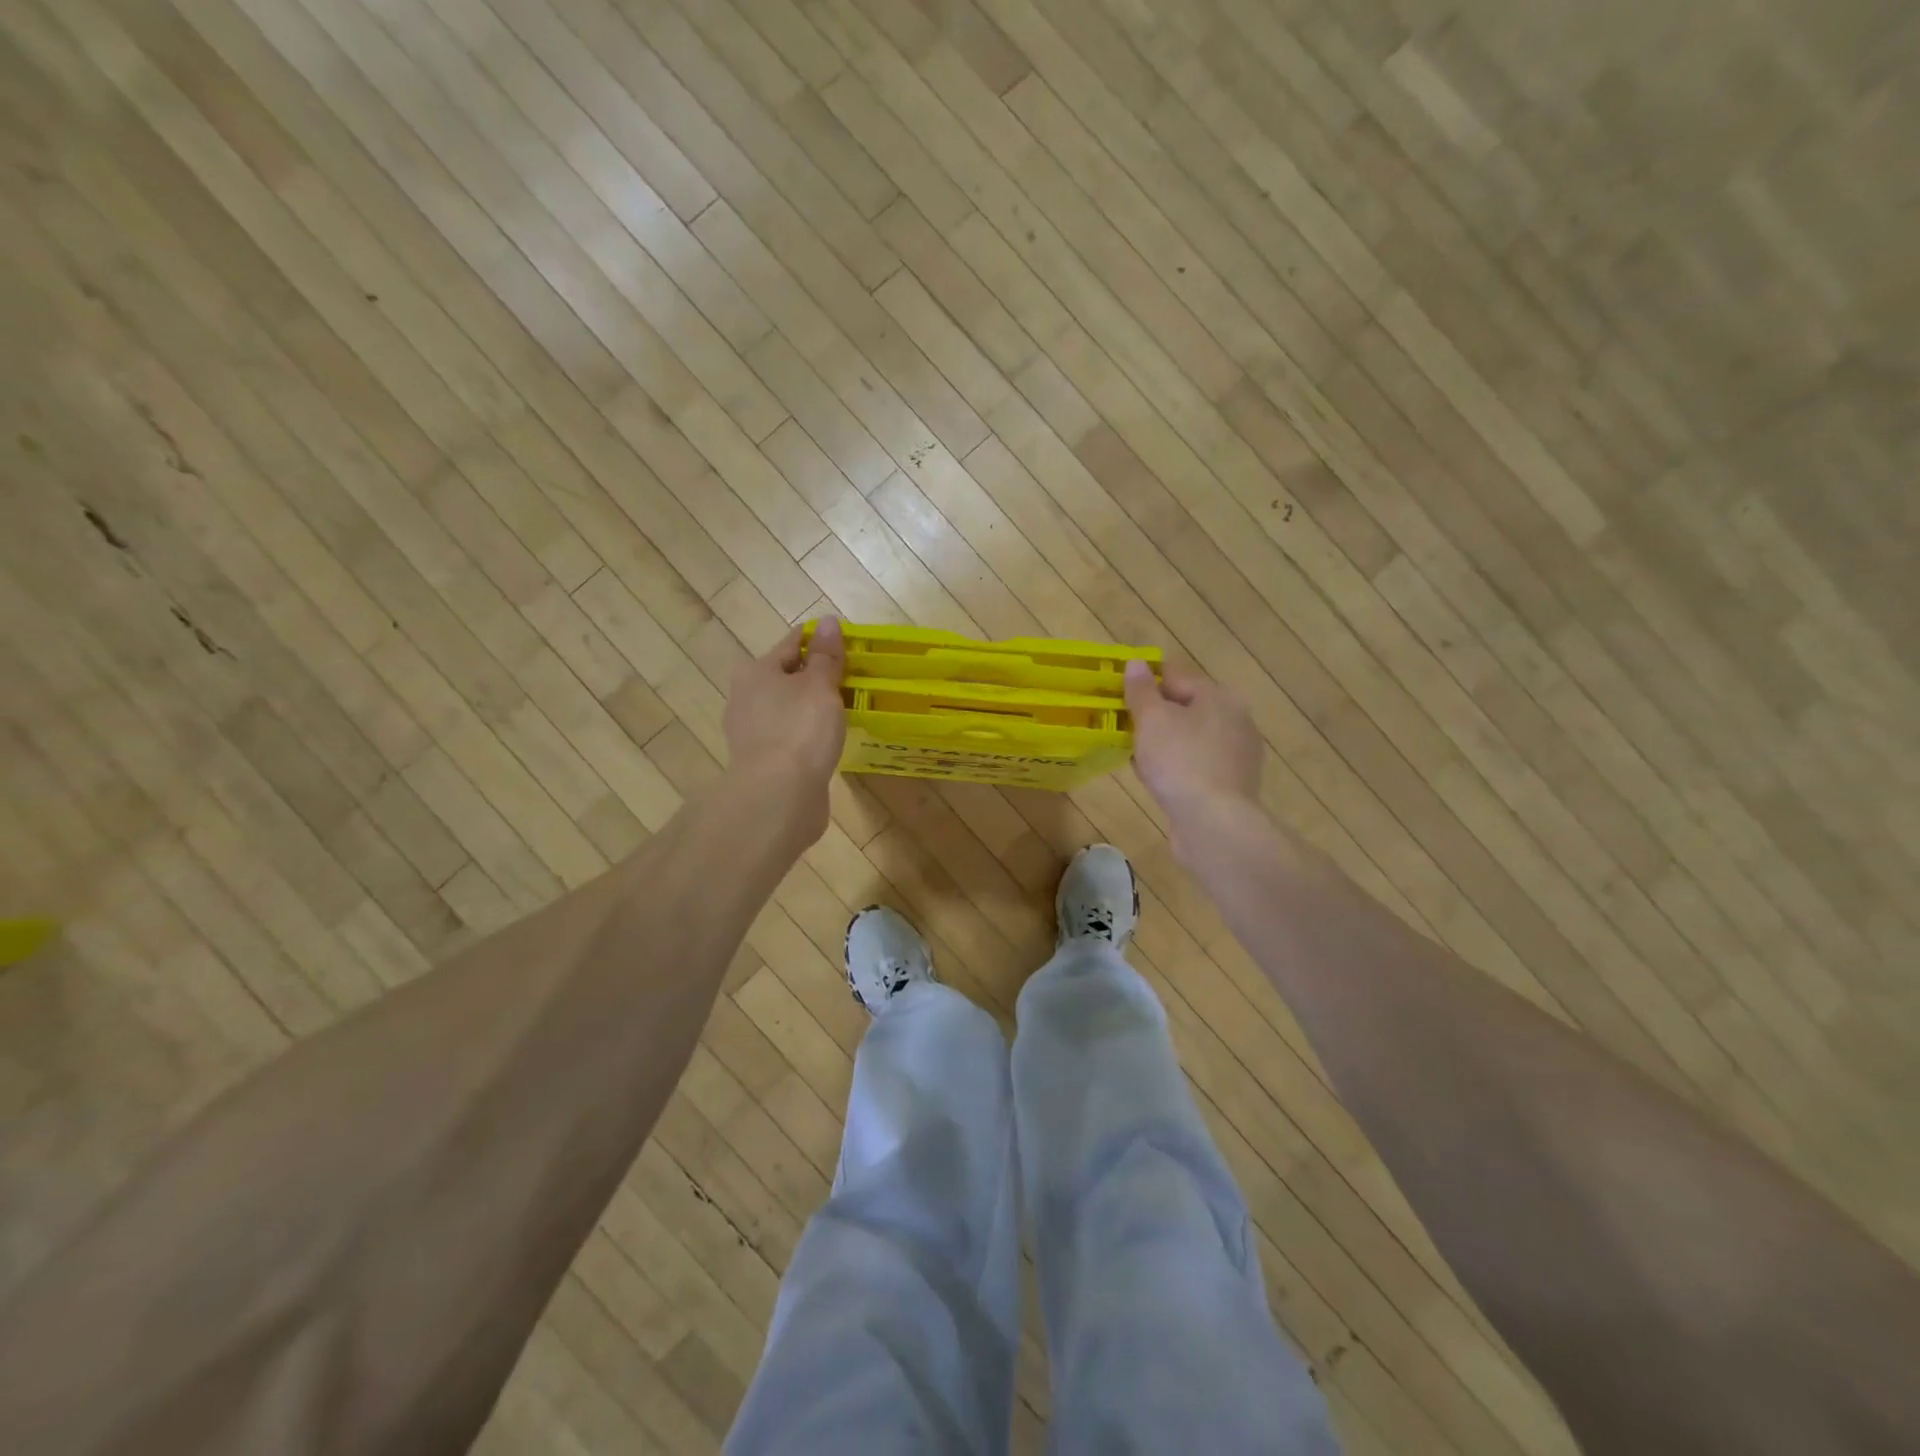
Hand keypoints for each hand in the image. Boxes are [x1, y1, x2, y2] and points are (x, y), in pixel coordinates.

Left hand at [724, 617, 846, 840]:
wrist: (778, 796)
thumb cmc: (800, 730)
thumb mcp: (820, 686)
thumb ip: (825, 655)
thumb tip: (826, 621)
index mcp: (757, 672)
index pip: (792, 643)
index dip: (819, 640)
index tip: (847, 643)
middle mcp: (747, 697)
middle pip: (787, 677)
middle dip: (815, 676)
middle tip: (852, 678)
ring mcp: (752, 732)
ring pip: (788, 708)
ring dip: (811, 707)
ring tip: (845, 710)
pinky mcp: (762, 762)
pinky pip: (790, 736)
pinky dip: (807, 734)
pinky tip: (827, 740)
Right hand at [1124, 659, 1262, 836]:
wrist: (1214, 824)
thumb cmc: (1180, 762)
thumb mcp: (1152, 719)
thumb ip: (1142, 690)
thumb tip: (1136, 664)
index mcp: (1219, 697)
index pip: (1176, 675)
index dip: (1145, 681)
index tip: (1117, 694)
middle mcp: (1235, 720)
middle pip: (1185, 707)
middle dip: (1154, 715)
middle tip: (1123, 727)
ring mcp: (1236, 755)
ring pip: (1189, 739)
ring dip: (1163, 744)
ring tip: (1135, 755)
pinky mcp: (1231, 786)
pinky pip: (1195, 766)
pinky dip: (1176, 768)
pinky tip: (1156, 781)